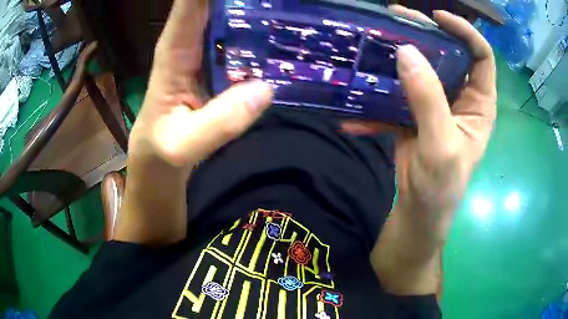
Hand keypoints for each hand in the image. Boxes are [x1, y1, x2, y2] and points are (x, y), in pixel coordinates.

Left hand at [130, 0, 272, 174]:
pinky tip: (285, 30)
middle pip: (217, 1)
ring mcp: (209, 51)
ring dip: (258, 8)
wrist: (160, 158)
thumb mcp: (183, 146)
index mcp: (174, 50)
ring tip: (289, 6)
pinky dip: (262, 31)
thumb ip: (218, 123)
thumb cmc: (161, 149)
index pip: (191, 2)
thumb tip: (265, 89)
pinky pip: (244, 39)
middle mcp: (191, 41)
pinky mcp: (221, 64)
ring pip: (234, 15)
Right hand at [344, 7, 496, 242]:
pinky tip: (354, 115)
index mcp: (479, 103)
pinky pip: (396, 97)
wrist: (419, 212)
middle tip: (395, 18)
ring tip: (372, 43)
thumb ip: (428, 100)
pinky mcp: (413, 113)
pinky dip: (376, 104)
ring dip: (397, 57)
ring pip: (420, 69)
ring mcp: (435, 103)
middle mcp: (460, 97)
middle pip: (447, 54)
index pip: (481, 56)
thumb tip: (407, 52)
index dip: (465, 31)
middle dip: (424, 34)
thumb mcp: (441, 146)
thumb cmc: (441, 187)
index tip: (437, 18)